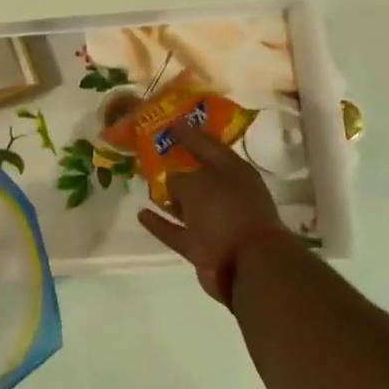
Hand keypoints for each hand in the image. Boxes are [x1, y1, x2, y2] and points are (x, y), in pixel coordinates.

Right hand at [137, 121, 287, 302]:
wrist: (247, 266)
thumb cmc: (225, 211)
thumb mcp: (197, 184)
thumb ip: (179, 178)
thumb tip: (172, 182)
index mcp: (234, 171)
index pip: (208, 145)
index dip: (188, 133)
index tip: (169, 123)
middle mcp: (227, 194)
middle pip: (199, 175)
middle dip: (178, 166)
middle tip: (154, 153)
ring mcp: (217, 222)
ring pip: (188, 204)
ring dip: (169, 196)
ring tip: (146, 183)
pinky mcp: (204, 247)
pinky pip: (178, 231)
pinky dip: (161, 224)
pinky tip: (141, 213)